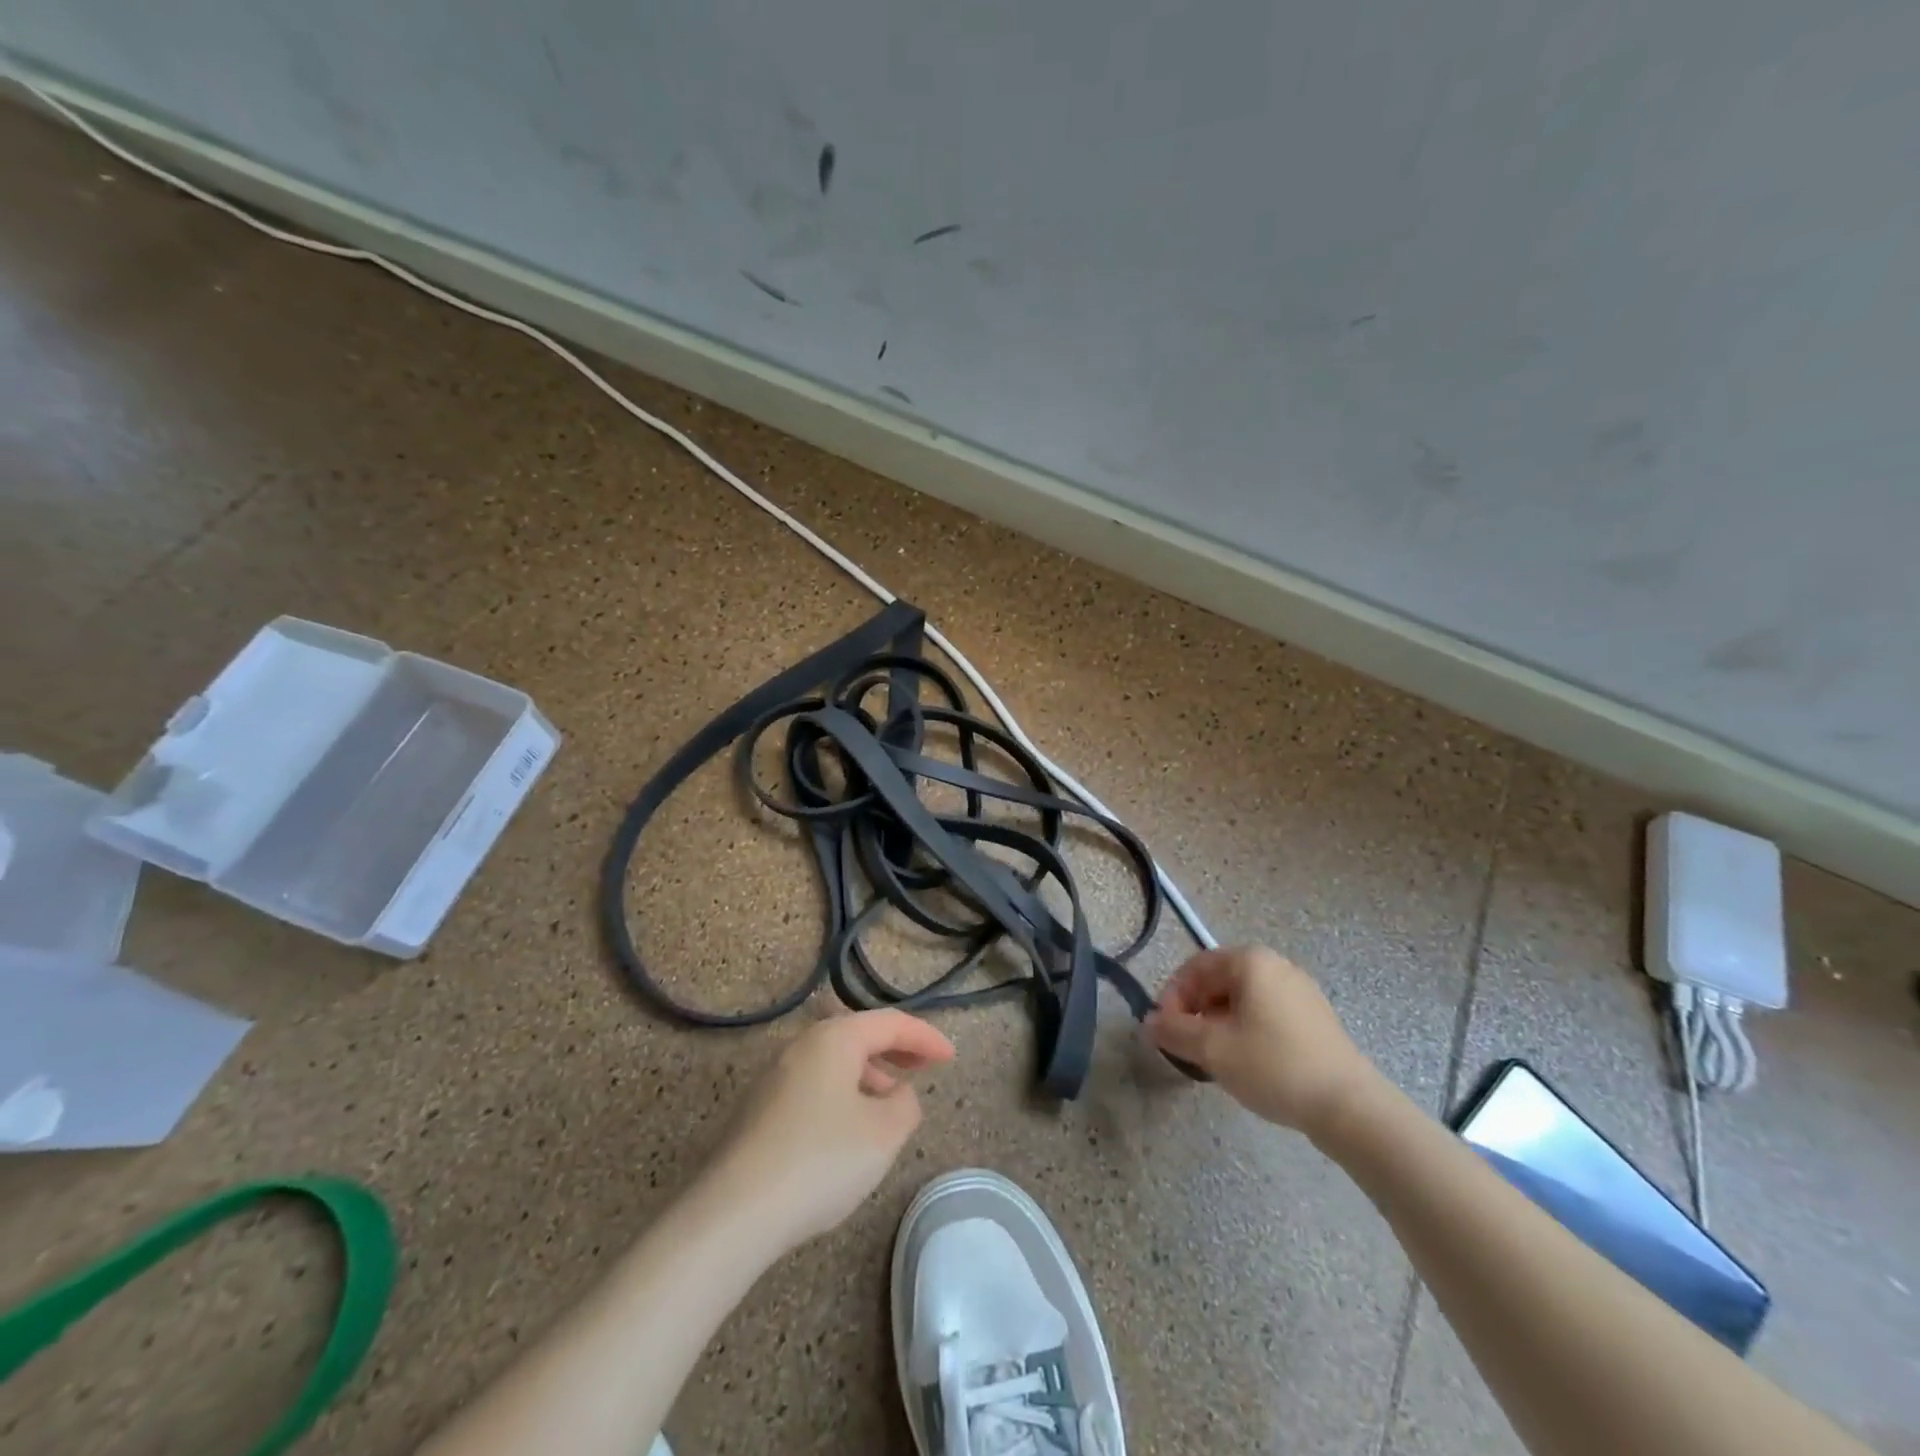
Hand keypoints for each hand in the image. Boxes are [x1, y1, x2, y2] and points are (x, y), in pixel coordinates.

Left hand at [701, 1010, 954, 1250]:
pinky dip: (842, 1092)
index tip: (951, 1058)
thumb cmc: (820, 1161)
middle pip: (858, 1035)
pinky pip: (814, 1085)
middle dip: (895, 1049)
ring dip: (868, 1074)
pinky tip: (848, 1130)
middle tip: (923, 1068)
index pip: (890, 1022)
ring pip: (834, 1061)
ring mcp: (775, 1076)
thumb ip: (906, 1105)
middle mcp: (802, 1045)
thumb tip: (897, 1093)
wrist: (733, 1214)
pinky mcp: (759, 1109)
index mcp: (834, 1039)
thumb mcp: (883, 1134)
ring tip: (889, 1103)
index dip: (926, 1037)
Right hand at [1147, 945, 1380, 1137]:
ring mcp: (1300, 991)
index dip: (1172, 996)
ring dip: (1219, 1023)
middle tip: (1187, 1046)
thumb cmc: (1273, 1065)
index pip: (1195, 967)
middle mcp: (1276, 965)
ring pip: (1243, 999)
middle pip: (1219, 981)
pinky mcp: (1316, 1019)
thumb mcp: (1212, 1049)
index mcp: (1250, 961)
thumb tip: (1148, 1023)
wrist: (1349, 1107)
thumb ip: (1173, 1031)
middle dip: (1196, 1011)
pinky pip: (1267, 1013)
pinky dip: (1247, 1030)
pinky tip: (1249, 1063)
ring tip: (1215, 1058)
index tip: (1165, 1030)